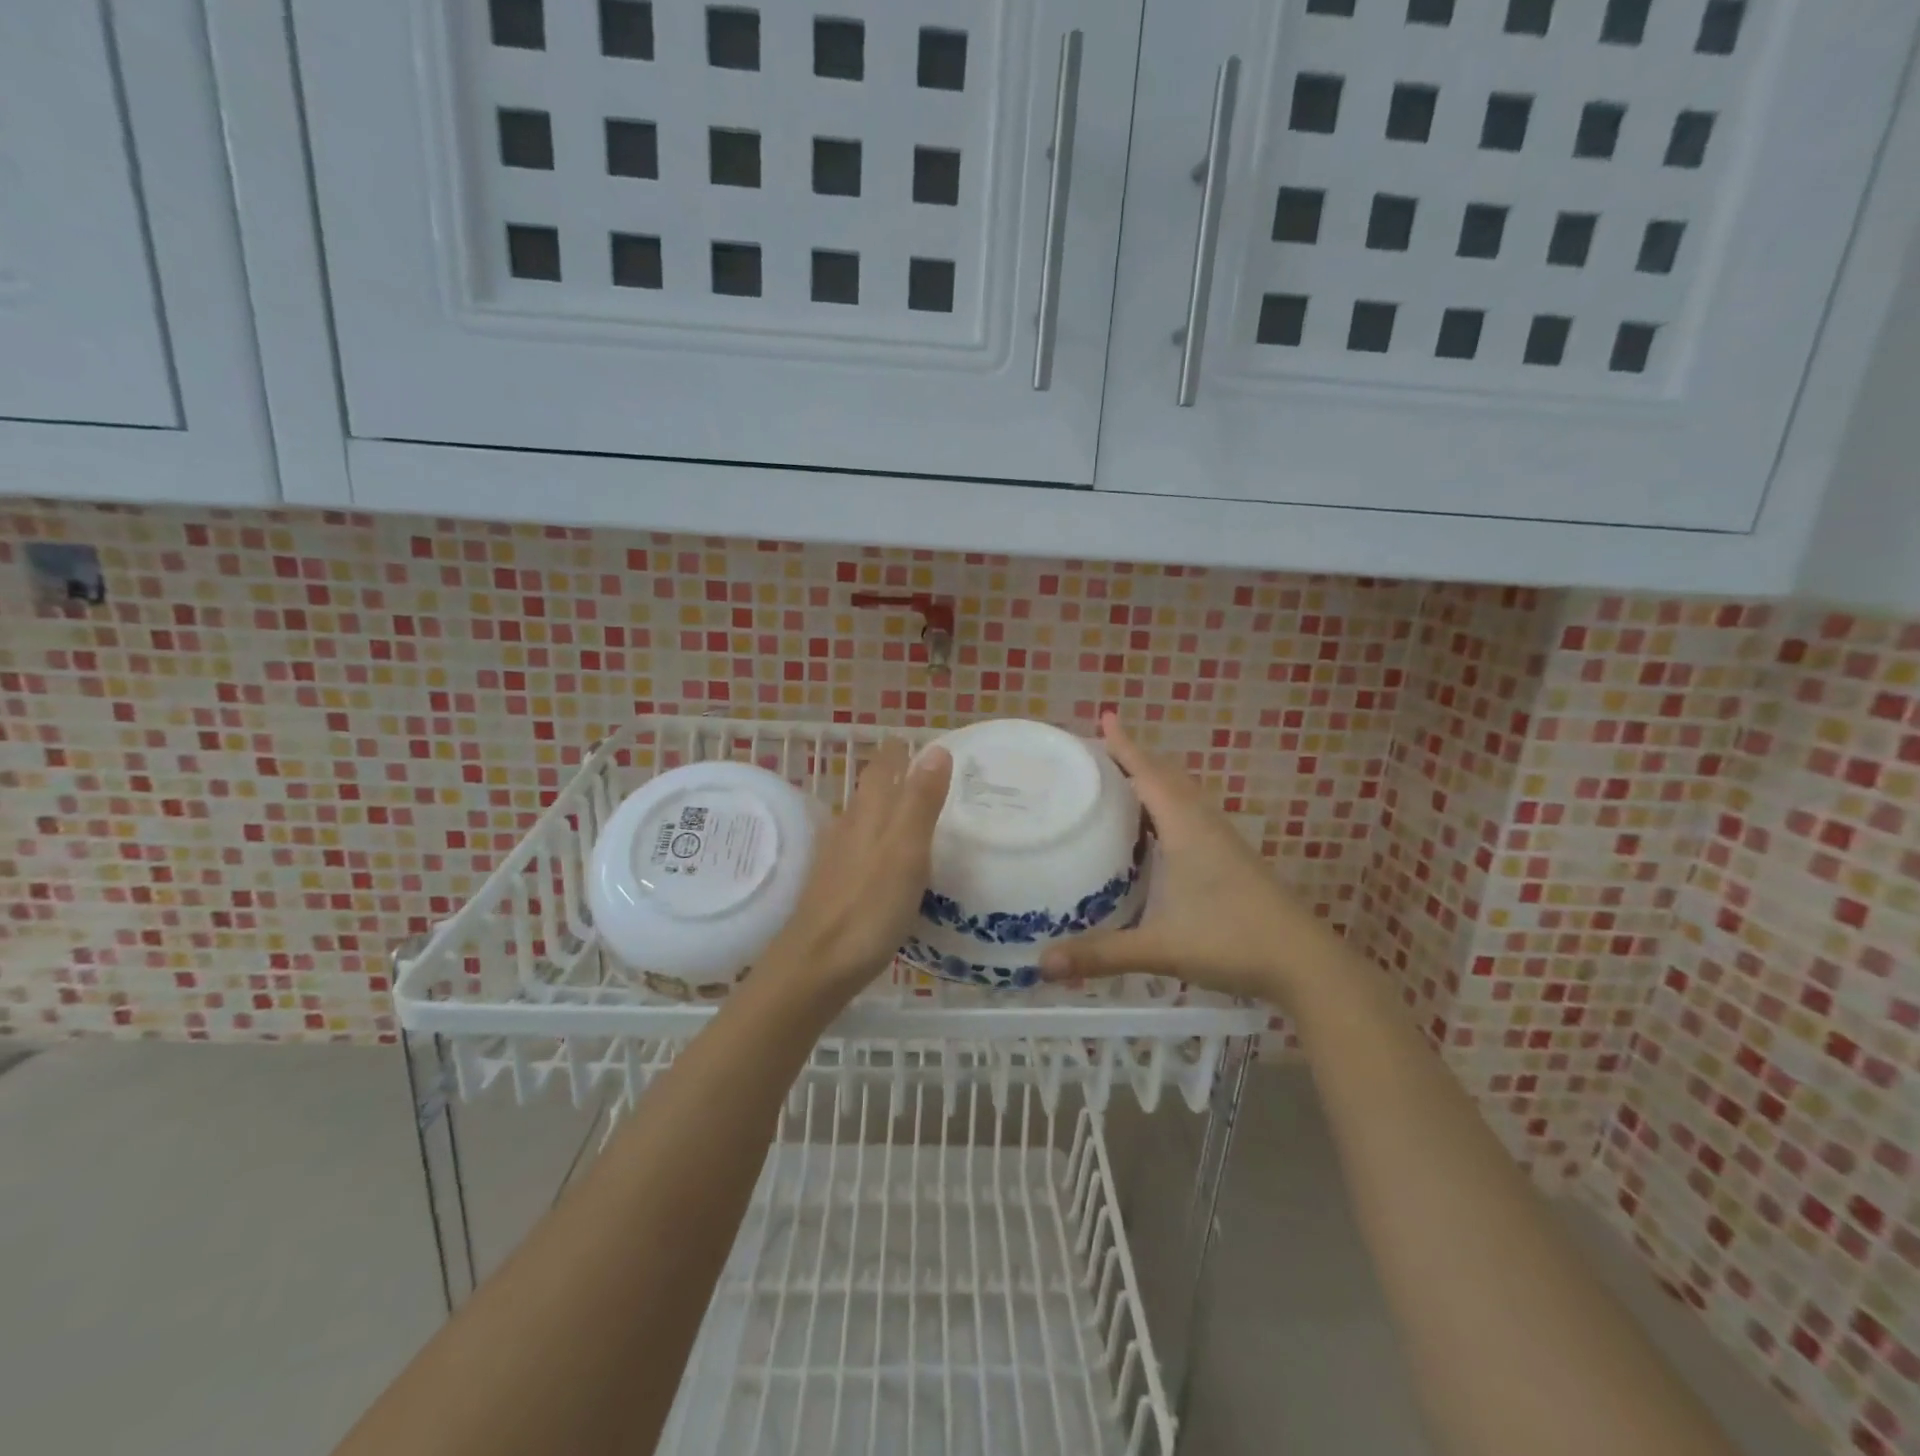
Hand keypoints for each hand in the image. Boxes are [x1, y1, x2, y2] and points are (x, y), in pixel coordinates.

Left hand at [762, 739, 952, 1003]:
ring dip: (884, 807)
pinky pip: (859, 848)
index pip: (883, 768)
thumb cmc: (868, 907)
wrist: (815, 964)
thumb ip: (920, 801)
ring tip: (910, 809)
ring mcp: (837, 858)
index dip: (899, 752)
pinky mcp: (834, 886)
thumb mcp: (906, 851)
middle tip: (924, 772)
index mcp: (869, 814)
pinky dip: (877, 840)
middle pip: (870, 790)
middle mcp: (849, 827)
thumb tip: (936, 748)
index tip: (918, 741)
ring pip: (862, 818)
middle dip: (893, 775)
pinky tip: (885, 859)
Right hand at [1040, 713, 1338, 1003]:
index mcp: (1186, 829)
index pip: (1149, 775)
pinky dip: (1166, 807)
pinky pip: (1191, 816)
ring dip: (1152, 781)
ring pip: (1182, 797)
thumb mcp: (1161, 948)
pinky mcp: (1231, 859)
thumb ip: (1101, 955)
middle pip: (1166, 778)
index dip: (1125, 747)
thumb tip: (1044, 964)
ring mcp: (1222, 842)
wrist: (1304, 963)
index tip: (1105, 717)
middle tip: (1097, 753)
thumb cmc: (1232, 941)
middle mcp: (1204, 825)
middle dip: (1134, 759)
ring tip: (1119, 782)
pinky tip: (1154, 832)